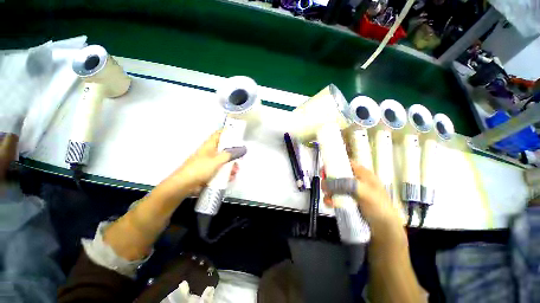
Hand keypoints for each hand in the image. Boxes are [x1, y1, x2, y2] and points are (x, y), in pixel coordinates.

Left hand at [150, 131, 245, 201]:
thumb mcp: (216, 160)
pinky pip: (221, 170)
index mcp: (209, 145)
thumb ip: (230, 155)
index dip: (227, 132)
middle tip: (241, 157)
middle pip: (224, 149)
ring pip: (224, 161)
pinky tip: (231, 177)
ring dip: (231, 165)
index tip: (238, 134)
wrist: (184, 185)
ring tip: (236, 171)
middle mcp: (210, 152)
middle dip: (233, 153)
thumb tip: (242, 149)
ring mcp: (210, 163)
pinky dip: (226, 173)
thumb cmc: (200, 169)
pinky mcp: (209, 172)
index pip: (219, 134)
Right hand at [322, 161, 404, 246]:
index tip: (324, 170)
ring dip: (329, 191)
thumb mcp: (364, 192)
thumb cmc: (378, 207)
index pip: (346, 163)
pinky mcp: (348, 201)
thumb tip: (325, 183)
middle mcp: (356, 181)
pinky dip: (331, 199)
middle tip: (324, 186)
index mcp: (362, 174)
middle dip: (329, 180)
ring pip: (335, 186)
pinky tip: (330, 204)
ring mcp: (351, 192)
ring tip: (328, 198)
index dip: (334, 163)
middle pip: (338, 175)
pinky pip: (336, 197)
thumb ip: (344, 184)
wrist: (384, 231)